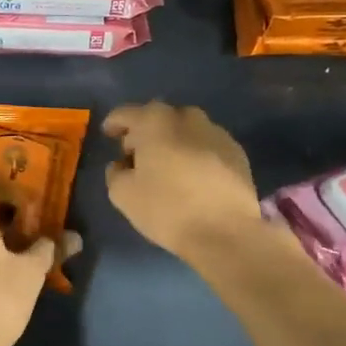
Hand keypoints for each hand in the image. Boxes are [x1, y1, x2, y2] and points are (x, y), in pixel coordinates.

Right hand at [103, 102, 264, 261]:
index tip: (108, 135)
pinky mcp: (237, 152)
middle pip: (158, 117)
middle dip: (145, 131)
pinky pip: (206, 145)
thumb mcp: (123, 194)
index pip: (126, 113)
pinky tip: (193, 176)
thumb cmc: (167, 208)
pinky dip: (195, 153)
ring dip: (172, 141)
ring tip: (167, 165)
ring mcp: (216, 132)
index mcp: (154, 121)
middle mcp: (187, 117)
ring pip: (186, 129)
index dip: (114, 124)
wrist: (226, 232)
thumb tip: (122, 165)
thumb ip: (115, 172)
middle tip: (137, 154)